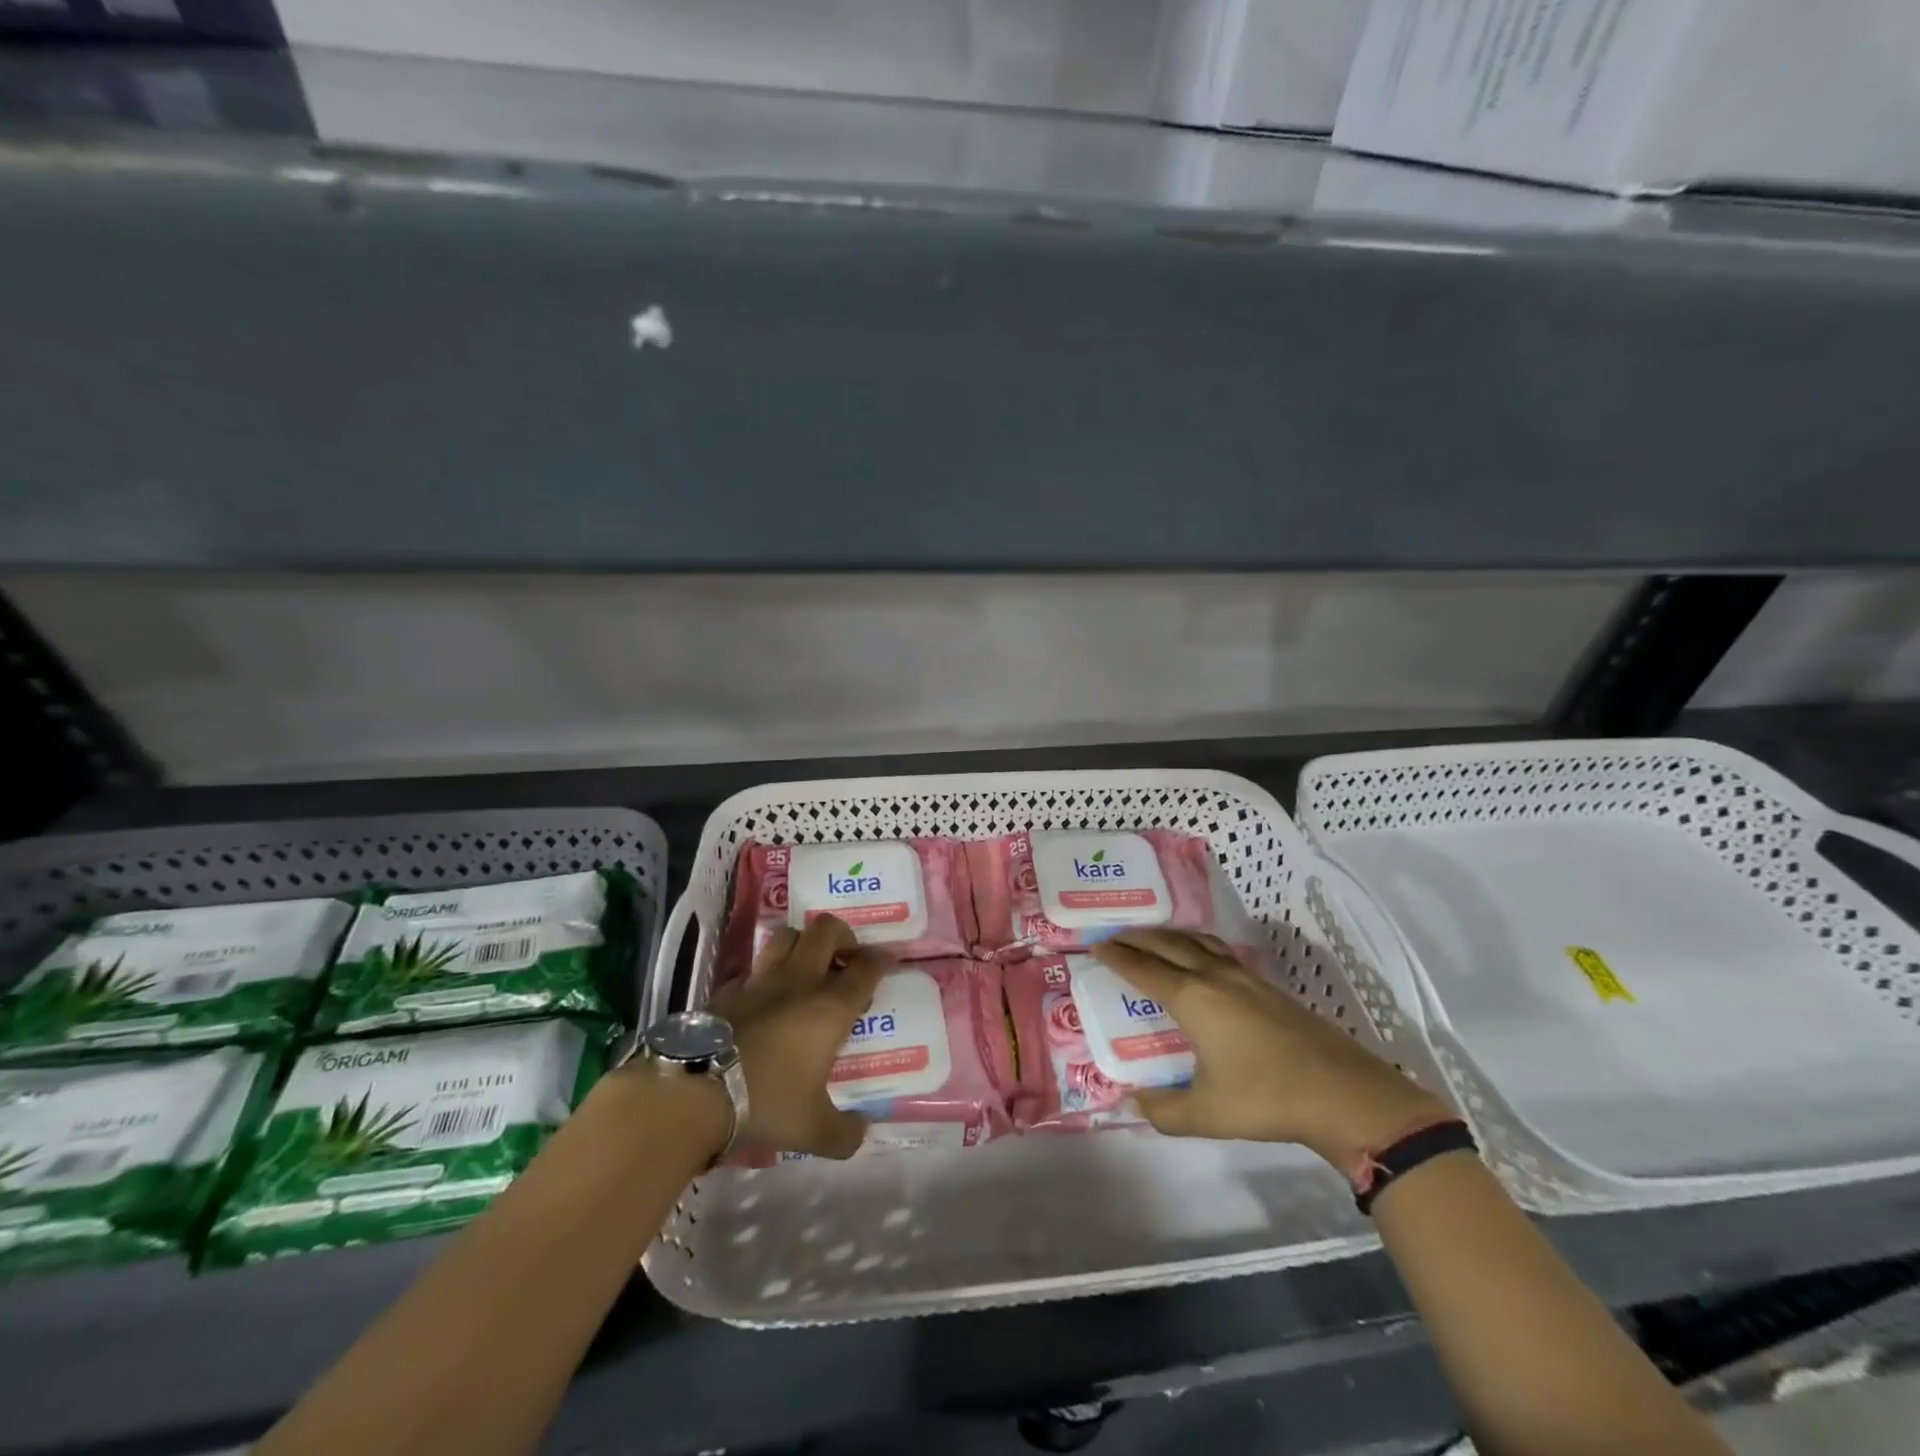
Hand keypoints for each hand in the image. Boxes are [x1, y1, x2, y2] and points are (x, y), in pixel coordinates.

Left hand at [707, 915, 891, 1159]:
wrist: (695, 1092)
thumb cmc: (766, 1102)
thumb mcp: (813, 1130)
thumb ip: (845, 1133)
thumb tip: (863, 1131)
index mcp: (830, 1007)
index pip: (865, 968)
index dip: (881, 960)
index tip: (887, 962)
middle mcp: (799, 982)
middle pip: (825, 931)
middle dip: (843, 936)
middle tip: (846, 959)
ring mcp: (760, 981)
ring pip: (787, 936)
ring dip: (803, 943)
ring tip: (807, 966)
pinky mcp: (727, 990)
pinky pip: (753, 968)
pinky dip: (765, 974)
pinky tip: (765, 996)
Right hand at [1092, 928, 1447, 1167]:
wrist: (1342, 1093)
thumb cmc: (1266, 1098)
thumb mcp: (1207, 1113)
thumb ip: (1164, 1110)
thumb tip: (1133, 1103)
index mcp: (1192, 998)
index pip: (1144, 969)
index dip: (1117, 957)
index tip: (1095, 946)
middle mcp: (1213, 976)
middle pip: (1168, 945)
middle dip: (1137, 938)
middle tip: (1114, 936)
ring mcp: (1244, 977)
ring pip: (1197, 941)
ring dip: (1169, 935)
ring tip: (1153, 938)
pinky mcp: (1267, 985)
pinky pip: (1219, 950)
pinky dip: (1196, 944)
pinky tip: (1201, 957)